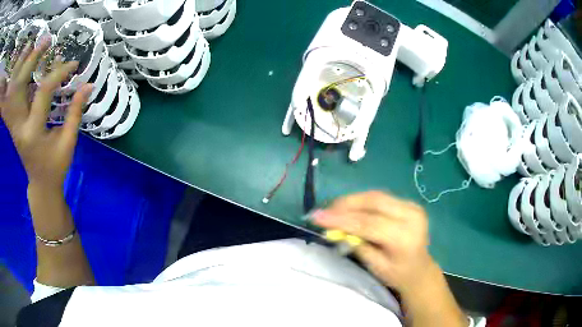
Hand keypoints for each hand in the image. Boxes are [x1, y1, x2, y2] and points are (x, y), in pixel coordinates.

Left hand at [0, 40, 92, 188]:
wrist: (40, 184)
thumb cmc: (55, 167)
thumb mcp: (68, 143)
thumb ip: (76, 112)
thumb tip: (88, 85)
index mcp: (33, 133)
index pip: (43, 92)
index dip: (58, 73)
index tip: (73, 64)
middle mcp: (19, 126)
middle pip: (19, 86)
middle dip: (31, 59)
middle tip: (46, 41)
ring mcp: (14, 125)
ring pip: (12, 91)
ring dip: (19, 67)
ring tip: (29, 46)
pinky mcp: (13, 123)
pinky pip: (11, 99)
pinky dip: (13, 82)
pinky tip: (19, 67)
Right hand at [313, 191, 433, 294]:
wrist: (420, 269)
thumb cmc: (398, 275)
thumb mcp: (376, 267)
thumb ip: (358, 246)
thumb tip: (335, 229)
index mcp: (404, 237)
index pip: (369, 223)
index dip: (341, 218)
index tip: (317, 216)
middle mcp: (411, 215)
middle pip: (373, 201)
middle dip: (345, 204)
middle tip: (324, 211)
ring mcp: (412, 206)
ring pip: (375, 196)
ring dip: (352, 200)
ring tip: (333, 209)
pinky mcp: (408, 202)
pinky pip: (380, 198)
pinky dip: (361, 201)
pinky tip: (349, 207)